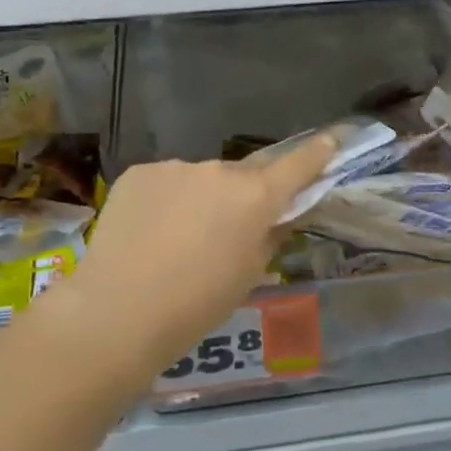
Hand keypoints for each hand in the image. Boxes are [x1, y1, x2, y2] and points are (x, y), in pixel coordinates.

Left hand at [50, 134, 339, 389]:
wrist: (119, 310)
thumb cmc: (197, 304)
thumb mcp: (248, 274)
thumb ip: (270, 235)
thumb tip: (279, 215)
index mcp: (255, 196)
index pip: (297, 165)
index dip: (317, 153)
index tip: (331, 140)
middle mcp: (219, 170)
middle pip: (242, 176)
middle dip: (241, 196)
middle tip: (225, 232)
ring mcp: (175, 167)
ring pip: (200, 179)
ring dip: (199, 199)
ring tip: (175, 240)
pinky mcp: (139, 172)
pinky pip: (165, 182)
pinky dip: (165, 201)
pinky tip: (148, 233)